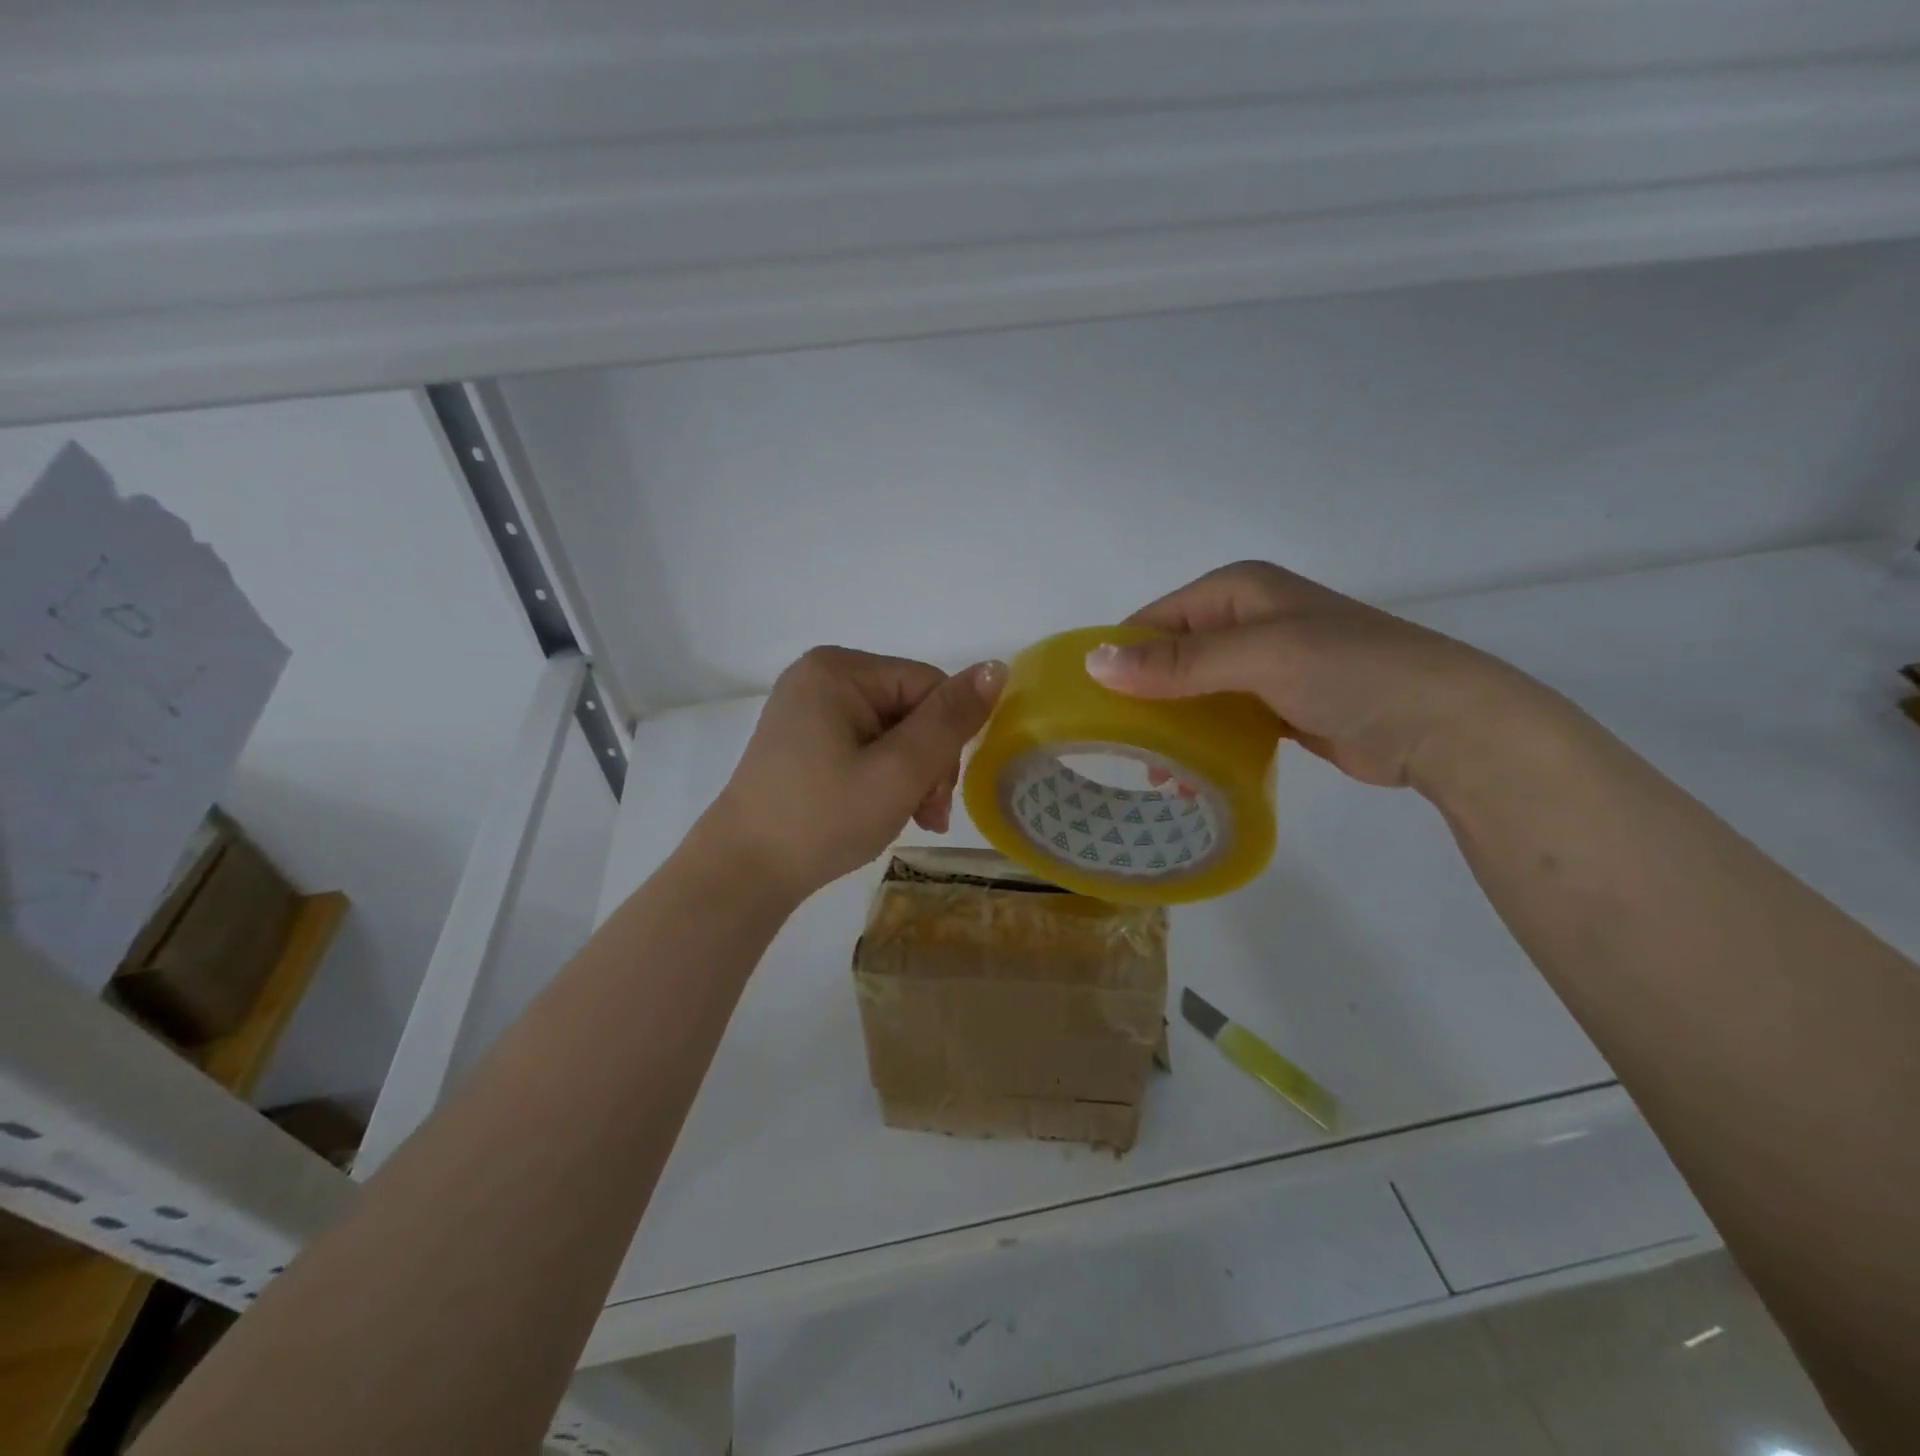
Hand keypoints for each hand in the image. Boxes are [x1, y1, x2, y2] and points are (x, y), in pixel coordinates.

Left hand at [706, 646, 1005, 899]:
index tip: (939, 797)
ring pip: (892, 730)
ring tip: (910, 818)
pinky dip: (883, 776)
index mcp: (839, 669)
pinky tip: (882, 809)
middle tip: (926, 815)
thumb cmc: (823, 818)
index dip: (947, 739)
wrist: (743, 873)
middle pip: (910, 708)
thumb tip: (997, 668)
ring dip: (910, 775)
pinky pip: (864, 744)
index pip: (928, 686)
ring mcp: (808, 707)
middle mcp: (821, 676)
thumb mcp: (898, 771)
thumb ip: (950, 720)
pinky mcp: (803, 738)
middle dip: (928, 762)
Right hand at [1085, 561, 1542, 791]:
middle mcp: (1246, 621)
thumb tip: (1093, 662)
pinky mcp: (1278, 704)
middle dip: (1142, 701)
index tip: (1091, 708)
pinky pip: (1221, 718)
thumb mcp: (1261, 658)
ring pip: (1193, 692)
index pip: (1154, 621)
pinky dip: (1202, 743)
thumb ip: (1178, 663)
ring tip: (1157, 773)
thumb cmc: (1353, 673)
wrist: (1446, 726)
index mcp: (1236, 591)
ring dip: (1170, 728)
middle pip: (1169, 658)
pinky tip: (1188, 776)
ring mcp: (1264, 664)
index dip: (1120, 659)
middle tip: (1121, 749)